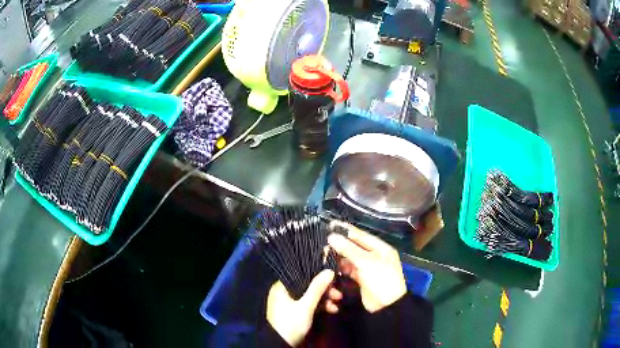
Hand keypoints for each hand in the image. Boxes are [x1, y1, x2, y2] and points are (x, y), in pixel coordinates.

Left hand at [266, 269, 334, 345]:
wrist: (281, 344)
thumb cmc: (291, 323)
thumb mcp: (306, 306)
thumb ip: (317, 288)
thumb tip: (329, 270)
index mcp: (282, 287)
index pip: (302, 275)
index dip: (318, 276)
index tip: (333, 279)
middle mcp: (284, 292)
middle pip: (307, 286)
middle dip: (325, 290)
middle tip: (338, 295)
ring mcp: (289, 303)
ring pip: (309, 296)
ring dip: (324, 299)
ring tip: (337, 304)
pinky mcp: (294, 312)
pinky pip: (308, 304)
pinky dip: (319, 307)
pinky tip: (332, 310)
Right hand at [327, 221, 406, 312]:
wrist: (387, 307)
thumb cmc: (381, 280)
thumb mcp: (366, 263)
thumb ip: (349, 249)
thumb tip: (331, 236)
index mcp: (381, 248)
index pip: (361, 235)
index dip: (346, 230)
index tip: (330, 224)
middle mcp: (374, 255)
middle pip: (355, 246)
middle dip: (340, 244)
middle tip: (324, 243)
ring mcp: (368, 267)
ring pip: (350, 258)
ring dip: (339, 256)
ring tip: (324, 254)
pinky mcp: (361, 278)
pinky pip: (349, 269)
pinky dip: (341, 268)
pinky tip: (330, 266)